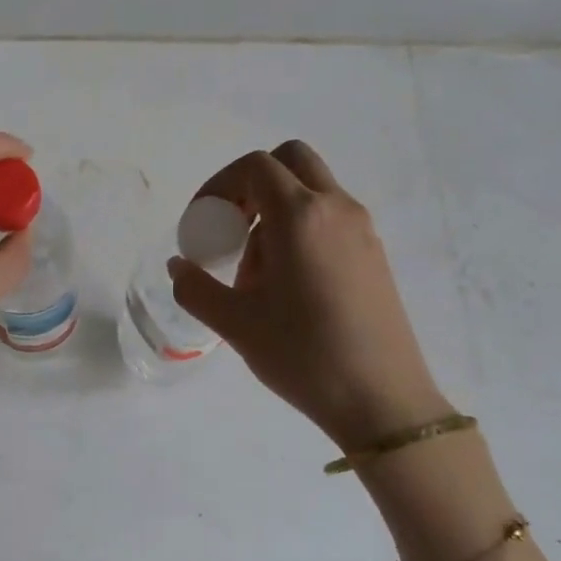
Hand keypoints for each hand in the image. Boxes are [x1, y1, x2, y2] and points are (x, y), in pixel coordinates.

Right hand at [168, 141, 450, 449]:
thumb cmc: (303, 355)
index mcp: (300, 216)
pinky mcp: (375, 254)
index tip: (203, 222)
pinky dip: (302, 228)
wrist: (382, 400)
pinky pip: (331, 218)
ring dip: (276, 210)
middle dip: (252, 184)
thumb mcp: (235, 324)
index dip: (220, 185)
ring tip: (256, 271)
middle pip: (291, 161)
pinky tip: (289, 285)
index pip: (256, 166)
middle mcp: (336, 209)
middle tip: (231, 226)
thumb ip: (195, 287)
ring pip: (312, 190)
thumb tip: (178, 265)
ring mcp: (362, 230)